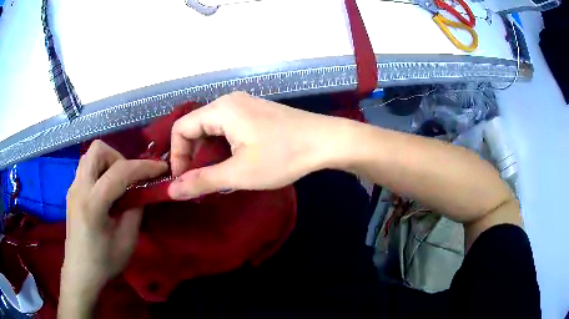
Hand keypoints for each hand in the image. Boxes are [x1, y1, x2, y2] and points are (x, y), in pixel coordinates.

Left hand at [59, 141, 166, 317]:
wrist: (80, 273)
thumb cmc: (104, 262)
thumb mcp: (127, 241)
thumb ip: (135, 210)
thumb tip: (142, 191)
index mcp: (92, 204)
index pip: (118, 172)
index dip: (143, 166)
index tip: (161, 168)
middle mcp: (79, 189)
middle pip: (97, 150)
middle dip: (118, 157)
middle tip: (129, 178)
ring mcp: (72, 188)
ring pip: (90, 155)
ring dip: (108, 162)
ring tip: (118, 184)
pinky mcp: (71, 192)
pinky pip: (86, 168)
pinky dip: (100, 171)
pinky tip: (106, 192)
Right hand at [168, 92, 341, 199]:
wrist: (327, 141)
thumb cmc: (283, 156)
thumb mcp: (239, 173)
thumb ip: (202, 181)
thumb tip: (171, 192)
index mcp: (221, 109)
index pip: (181, 128)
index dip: (177, 155)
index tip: (184, 180)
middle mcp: (229, 101)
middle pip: (196, 127)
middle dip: (192, 155)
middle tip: (199, 181)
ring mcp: (245, 105)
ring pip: (212, 129)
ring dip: (208, 153)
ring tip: (216, 175)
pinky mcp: (257, 113)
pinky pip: (228, 128)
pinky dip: (223, 146)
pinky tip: (233, 162)